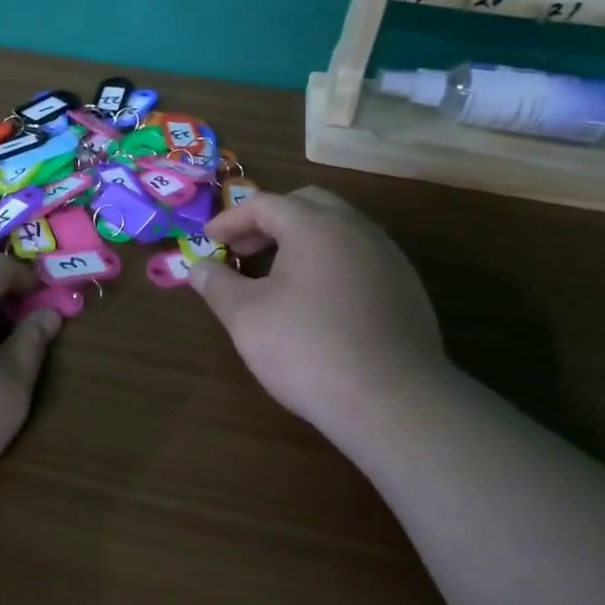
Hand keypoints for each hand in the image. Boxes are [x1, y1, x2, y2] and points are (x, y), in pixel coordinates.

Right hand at [192, 187, 449, 453]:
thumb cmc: (308, 349)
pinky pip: (360, 257)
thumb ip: (218, 285)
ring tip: (277, 275)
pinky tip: (318, 301)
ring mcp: (388, 257)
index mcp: (315, 226)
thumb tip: (197, 268)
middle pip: (307, 205)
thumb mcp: (247, 318)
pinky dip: (330, 262)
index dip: (231, 219)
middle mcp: (356, 229)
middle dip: (269, 221)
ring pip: (339, 229)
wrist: (393, 401)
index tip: (209, 240)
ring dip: (302, 241)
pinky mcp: (407, 288)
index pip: (265, 204)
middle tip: (243, 250)